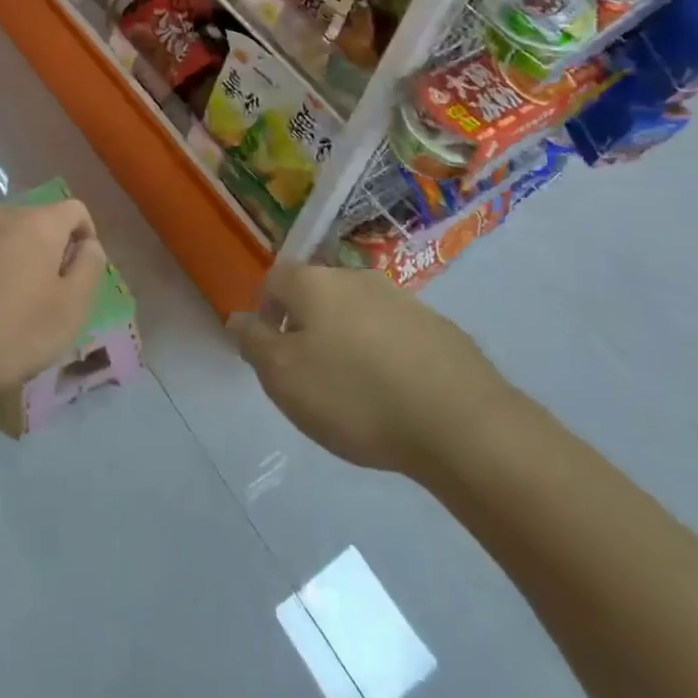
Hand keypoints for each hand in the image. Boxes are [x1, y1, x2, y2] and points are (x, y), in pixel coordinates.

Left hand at [0, 201, 105, 419]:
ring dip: (9, 262)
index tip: (78, 275)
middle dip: (45, 252)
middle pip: (35, 223)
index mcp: (36, 223)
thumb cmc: (11, 335)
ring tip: (4, 308)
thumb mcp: (70, 310)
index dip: (85, 238)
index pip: (74, 210)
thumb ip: (89, 268)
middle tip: (44, 297)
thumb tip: (88, 245)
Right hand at [232, 266, 510, 476]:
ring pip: (358, 313)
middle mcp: (356, 277)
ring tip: (355, 391)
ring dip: (348, 340)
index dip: (266, 312)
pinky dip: (385, 355)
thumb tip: (237, 319)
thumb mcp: (283, 377)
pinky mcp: (438, 327)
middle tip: (310, 376)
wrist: (459, 420)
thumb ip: (254, 343)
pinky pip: (395, 334)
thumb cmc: (354, 395)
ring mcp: (402, 299)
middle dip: (307, 327)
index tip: (272, 353)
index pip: (275, 279)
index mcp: (314, 282)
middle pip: (318, 293)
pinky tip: (395, 395)